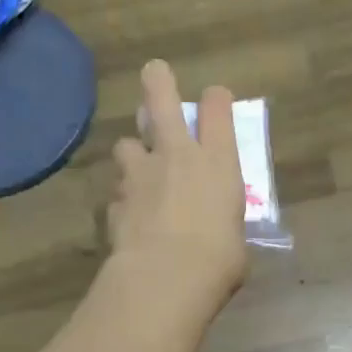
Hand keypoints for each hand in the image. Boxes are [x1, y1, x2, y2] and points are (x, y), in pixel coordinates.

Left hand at [105, 61, 248, 312]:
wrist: (165, 279)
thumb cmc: (219, 260)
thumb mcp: (236, 237)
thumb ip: (224, 222)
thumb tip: (219, 230)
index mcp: (218, 162)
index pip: (217, 109)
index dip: (216, 99)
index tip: (215, 99)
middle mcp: (177, 155)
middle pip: (162, 100)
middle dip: (158, 82)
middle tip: (154, 72)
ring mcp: (141, 174)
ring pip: (127, 144)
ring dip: (133, 152)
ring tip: (139, 169)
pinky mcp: (116, 200)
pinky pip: (119, 191)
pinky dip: (125, 198)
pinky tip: (130, 216)